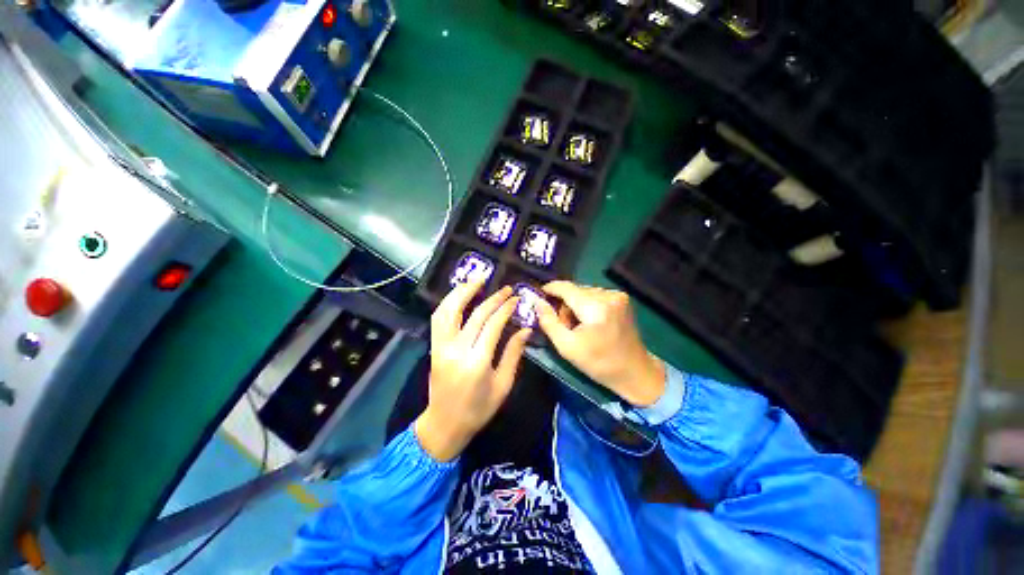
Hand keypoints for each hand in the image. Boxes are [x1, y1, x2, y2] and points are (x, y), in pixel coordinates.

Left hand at [415, 282, 531, 461]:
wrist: (444, 424)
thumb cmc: (478, 409)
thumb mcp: (503, 385)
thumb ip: (513, 354)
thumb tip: (526, 329)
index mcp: (477, 362)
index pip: (492, 325)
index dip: (505, 308)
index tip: (515, 298)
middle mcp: (456, 350)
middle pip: (475, 315)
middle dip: (492, 298)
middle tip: (506, 288)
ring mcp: (441, 347)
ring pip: (449, 311)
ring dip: (462, 292)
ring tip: (477, 279)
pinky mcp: (433, 347)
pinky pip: (438, 318)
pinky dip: (448, 302)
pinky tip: (458, 295)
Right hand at [535, 281, 664, 406]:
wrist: (635, 371)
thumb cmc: (598, 363)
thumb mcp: (567, 347)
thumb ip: (549, 322)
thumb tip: (538, 302)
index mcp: (595, 307)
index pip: (566, 288)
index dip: (550, 289)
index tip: (539, 295)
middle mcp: (608, 295)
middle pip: (575, 290)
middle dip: (564, 304)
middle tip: (564, 325)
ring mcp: (618, 295)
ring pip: (584, 292)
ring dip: (576, 305)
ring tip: (578, 326)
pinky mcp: (622, 299)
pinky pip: (595, 295)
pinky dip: (587, 305)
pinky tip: (590, 321)